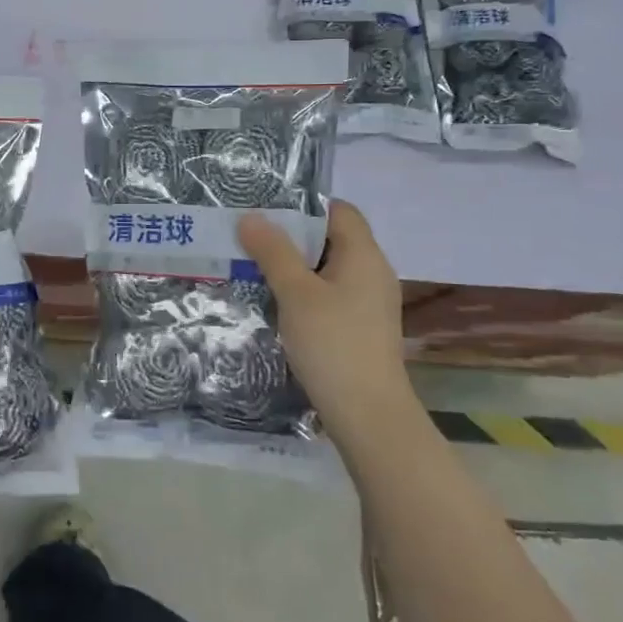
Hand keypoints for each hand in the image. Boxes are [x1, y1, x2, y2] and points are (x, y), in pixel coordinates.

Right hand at [237, 200, 414, 452]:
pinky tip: (277, 303)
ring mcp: (369, 303)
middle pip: (332, 238)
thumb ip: (273, 251)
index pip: (339, 211)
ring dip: (294, 267)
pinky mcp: (360, 328)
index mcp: (364, 255)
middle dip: (291, 237)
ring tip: (254, 268)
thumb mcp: (296, 293)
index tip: (266, 212)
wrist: (368, 415)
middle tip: (250, 238)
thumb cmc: (333, 344)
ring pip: (328, 269)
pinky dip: (304, 292)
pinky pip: (330, 295)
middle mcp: (372, 273)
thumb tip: (251, 217)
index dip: (304, 206)